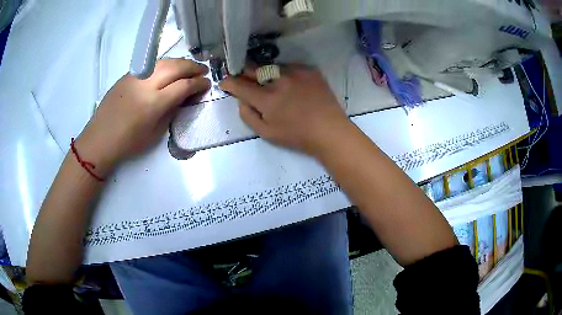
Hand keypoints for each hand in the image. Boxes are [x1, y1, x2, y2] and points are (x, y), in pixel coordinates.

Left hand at [76, 59, 209, 175]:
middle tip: (203, 71)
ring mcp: (136, 76)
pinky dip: (165, 64)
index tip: (207, 84)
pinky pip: (151, 64)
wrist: (100, 139)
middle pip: (176, 67)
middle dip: (193, 67)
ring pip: (164, 61)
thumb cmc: (128, 143)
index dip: (199, 83)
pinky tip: (168, 70)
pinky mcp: (128, 74)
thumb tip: (183, 97)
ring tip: (189, 67)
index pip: (184, 85)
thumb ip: (171, 111)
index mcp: (154, 103)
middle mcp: (146, 84)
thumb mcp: (155, 133)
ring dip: (180, 63)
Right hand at [220, 66, 350, 155]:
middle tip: (242, 76)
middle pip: (253, 69)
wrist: (329, 130)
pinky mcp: (309, 70)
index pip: (240, 85)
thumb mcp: (267, 133)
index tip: (225, 82)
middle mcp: (279, 80)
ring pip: (272, 67)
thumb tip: (241, 100)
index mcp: (267, 98)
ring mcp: (296, 72)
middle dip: (244, 72)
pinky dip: (285, 73)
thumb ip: (248, 115)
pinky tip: (290, 83)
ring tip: (270, 82)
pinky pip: (290, 67)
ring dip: (266, 73)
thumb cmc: (297, 136)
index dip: (229, 82)